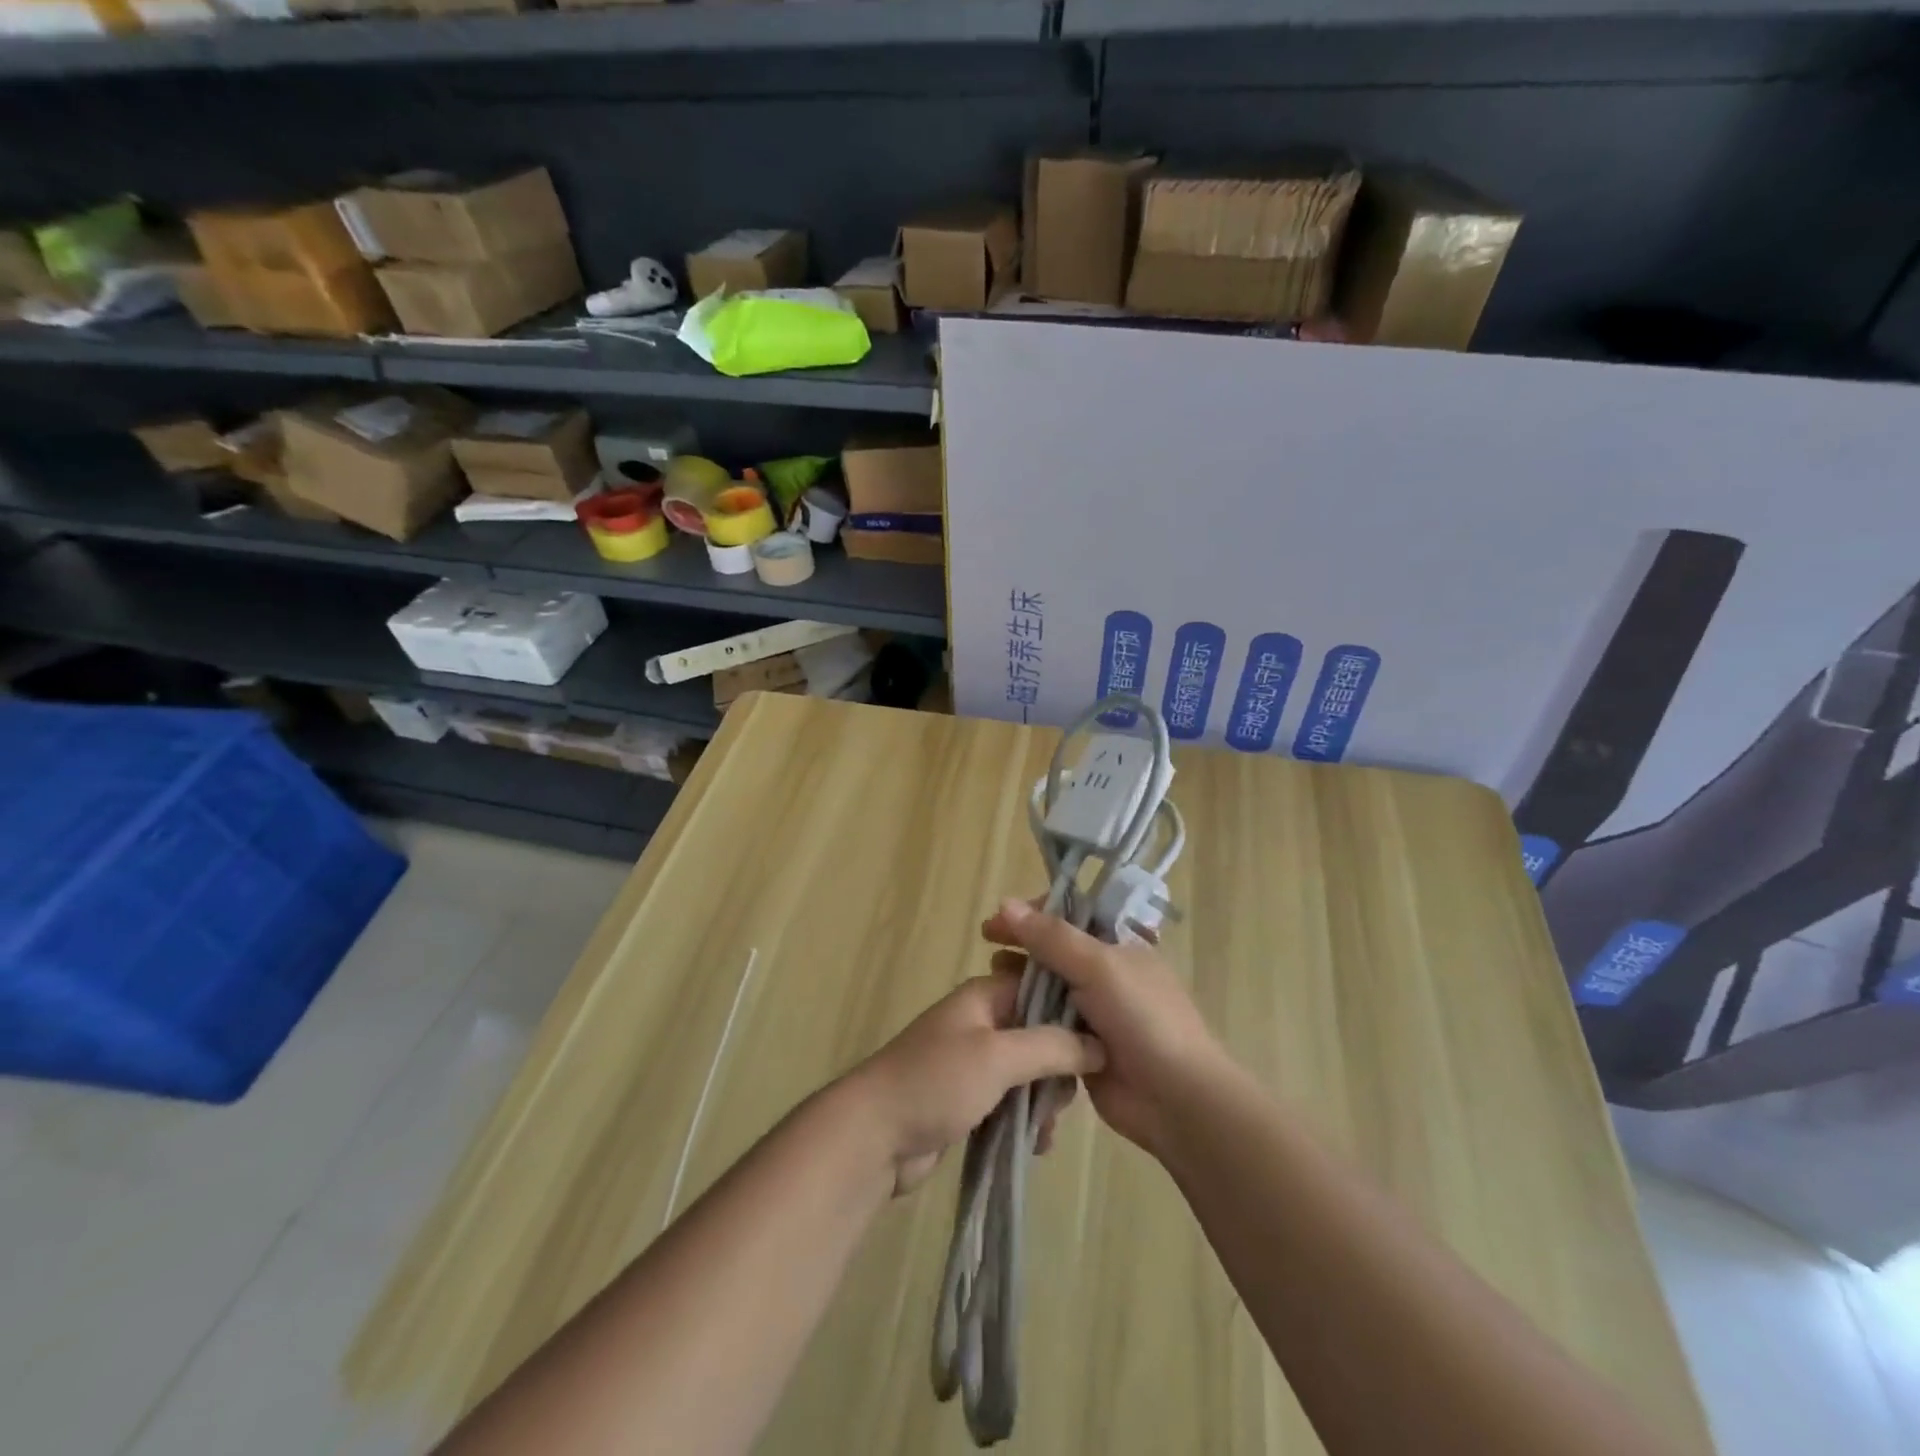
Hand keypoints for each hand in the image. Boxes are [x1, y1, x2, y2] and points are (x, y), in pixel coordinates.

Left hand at [845, 970, 1104, 1196]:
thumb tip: (1099, 1044)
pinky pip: (1012, 1100)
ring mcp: (974, 1061)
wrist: (873, 1136)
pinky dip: (1026, 1118)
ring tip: (1044, 1131)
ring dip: (1043, 1099)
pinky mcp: (969, 1098)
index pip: (1041, 985)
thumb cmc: (935, 1082)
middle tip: (1061, 1100)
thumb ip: (1050, 1046)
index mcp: (985, 996)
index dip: (1072, 1009)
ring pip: (1029, 1070)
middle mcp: (982, 1021)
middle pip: (1040, 1031)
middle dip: (1059, 1066)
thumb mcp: (998, 1057)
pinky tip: (1034, 1145)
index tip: (1099, 1042)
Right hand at [982, 898, 1223, 1159]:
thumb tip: (1004, 903)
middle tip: (987, 950)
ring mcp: (1093, 1013)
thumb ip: (1051, 937)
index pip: (1068, 917)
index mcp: (1117, 945)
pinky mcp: (1080, 1049)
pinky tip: (1002, 1019)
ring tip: (991, 983)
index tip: (997, 921)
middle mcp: (1104, 974)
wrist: (1177, 1099)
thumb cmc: (1143, 1019)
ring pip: (1046, 990)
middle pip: (1053, 952)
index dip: (1032, 915)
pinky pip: (1046, 1027)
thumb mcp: (1098, 967)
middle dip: (1020, 948)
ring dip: (1019, 984)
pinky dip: (1026, 1020)